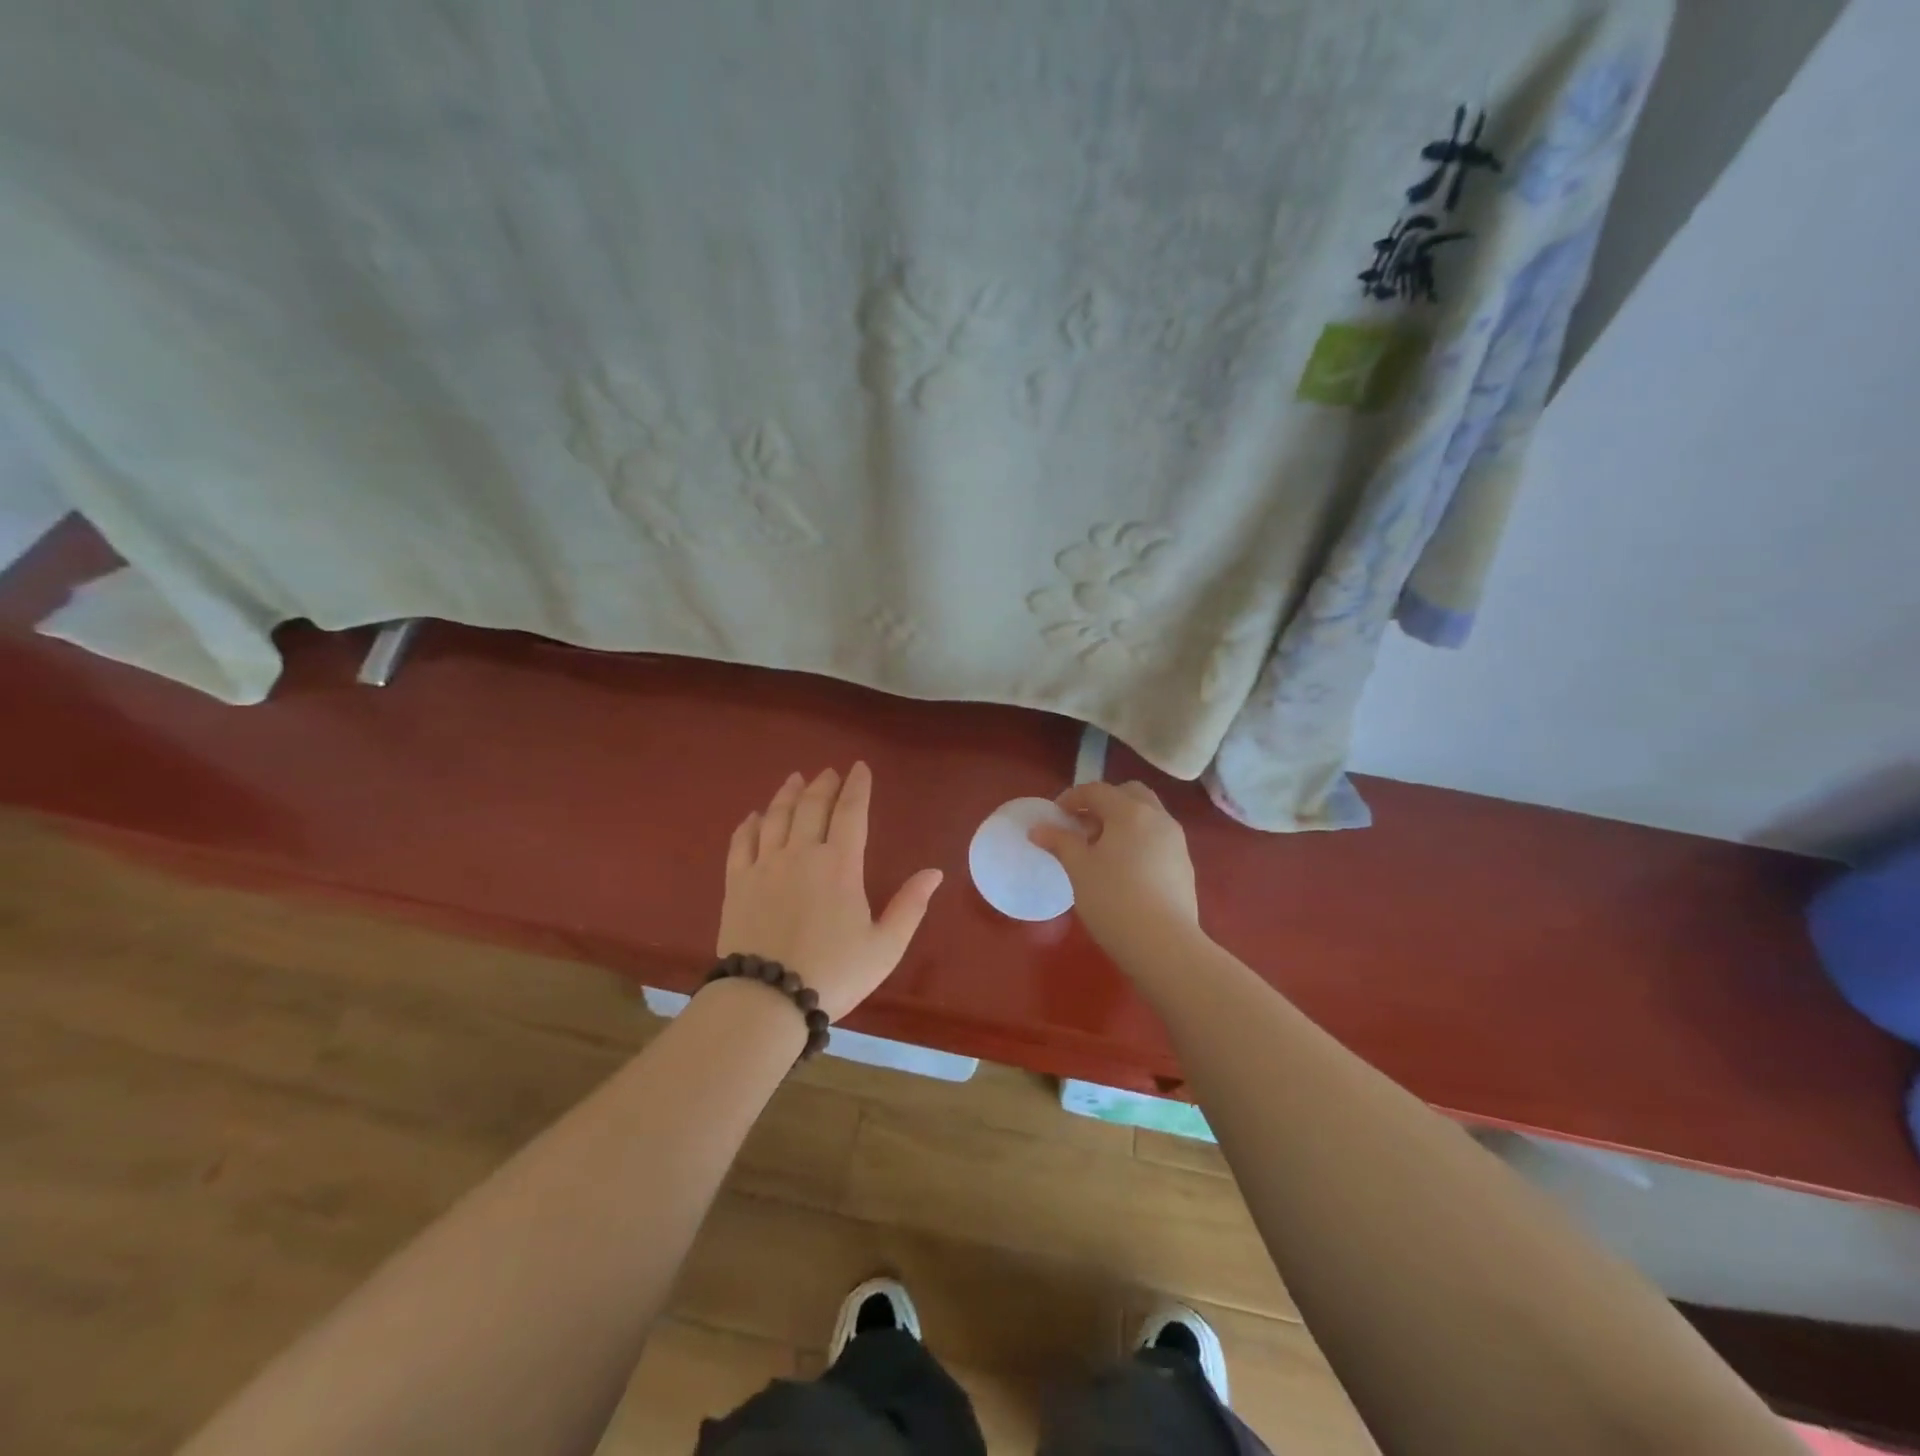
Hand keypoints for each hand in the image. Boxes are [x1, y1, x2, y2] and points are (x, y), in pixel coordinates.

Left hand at [717, 763, 943, 1020]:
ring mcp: (764, 866)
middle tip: (829, 772)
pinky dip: (749, 824)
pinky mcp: (736, 883)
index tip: (860, 768)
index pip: (851, 812)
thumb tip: (934, 872)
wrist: (765, 1000)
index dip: (857, 787)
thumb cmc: (833, 974)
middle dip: (823, 784)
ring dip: (787, 794)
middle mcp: (801, 854)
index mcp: (840, 865)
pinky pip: (741, 842)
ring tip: (795, 779)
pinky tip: (754, 816)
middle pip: (811, 806)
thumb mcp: (885, 947)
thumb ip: (910, 906)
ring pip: (776, 817)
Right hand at [1028, 781, 1200, 956]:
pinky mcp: (1185, 866)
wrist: (1164, 945)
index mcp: (1130, 812)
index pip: (1097, 790)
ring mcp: (1177, 842)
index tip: (1055, 816)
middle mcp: (1158, 818)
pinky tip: (1125, 871)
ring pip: (1148, 816)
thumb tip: (1038, 829)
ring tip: (1101, 850)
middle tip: (1083, 827)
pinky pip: (1158, 839)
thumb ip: (1059, 842)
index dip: (1072, 798)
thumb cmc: (1113, 899)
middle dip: (1104, 803)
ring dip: (1123, 822)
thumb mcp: (1078, 869)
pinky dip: (1139, 841)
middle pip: (1130, 794)